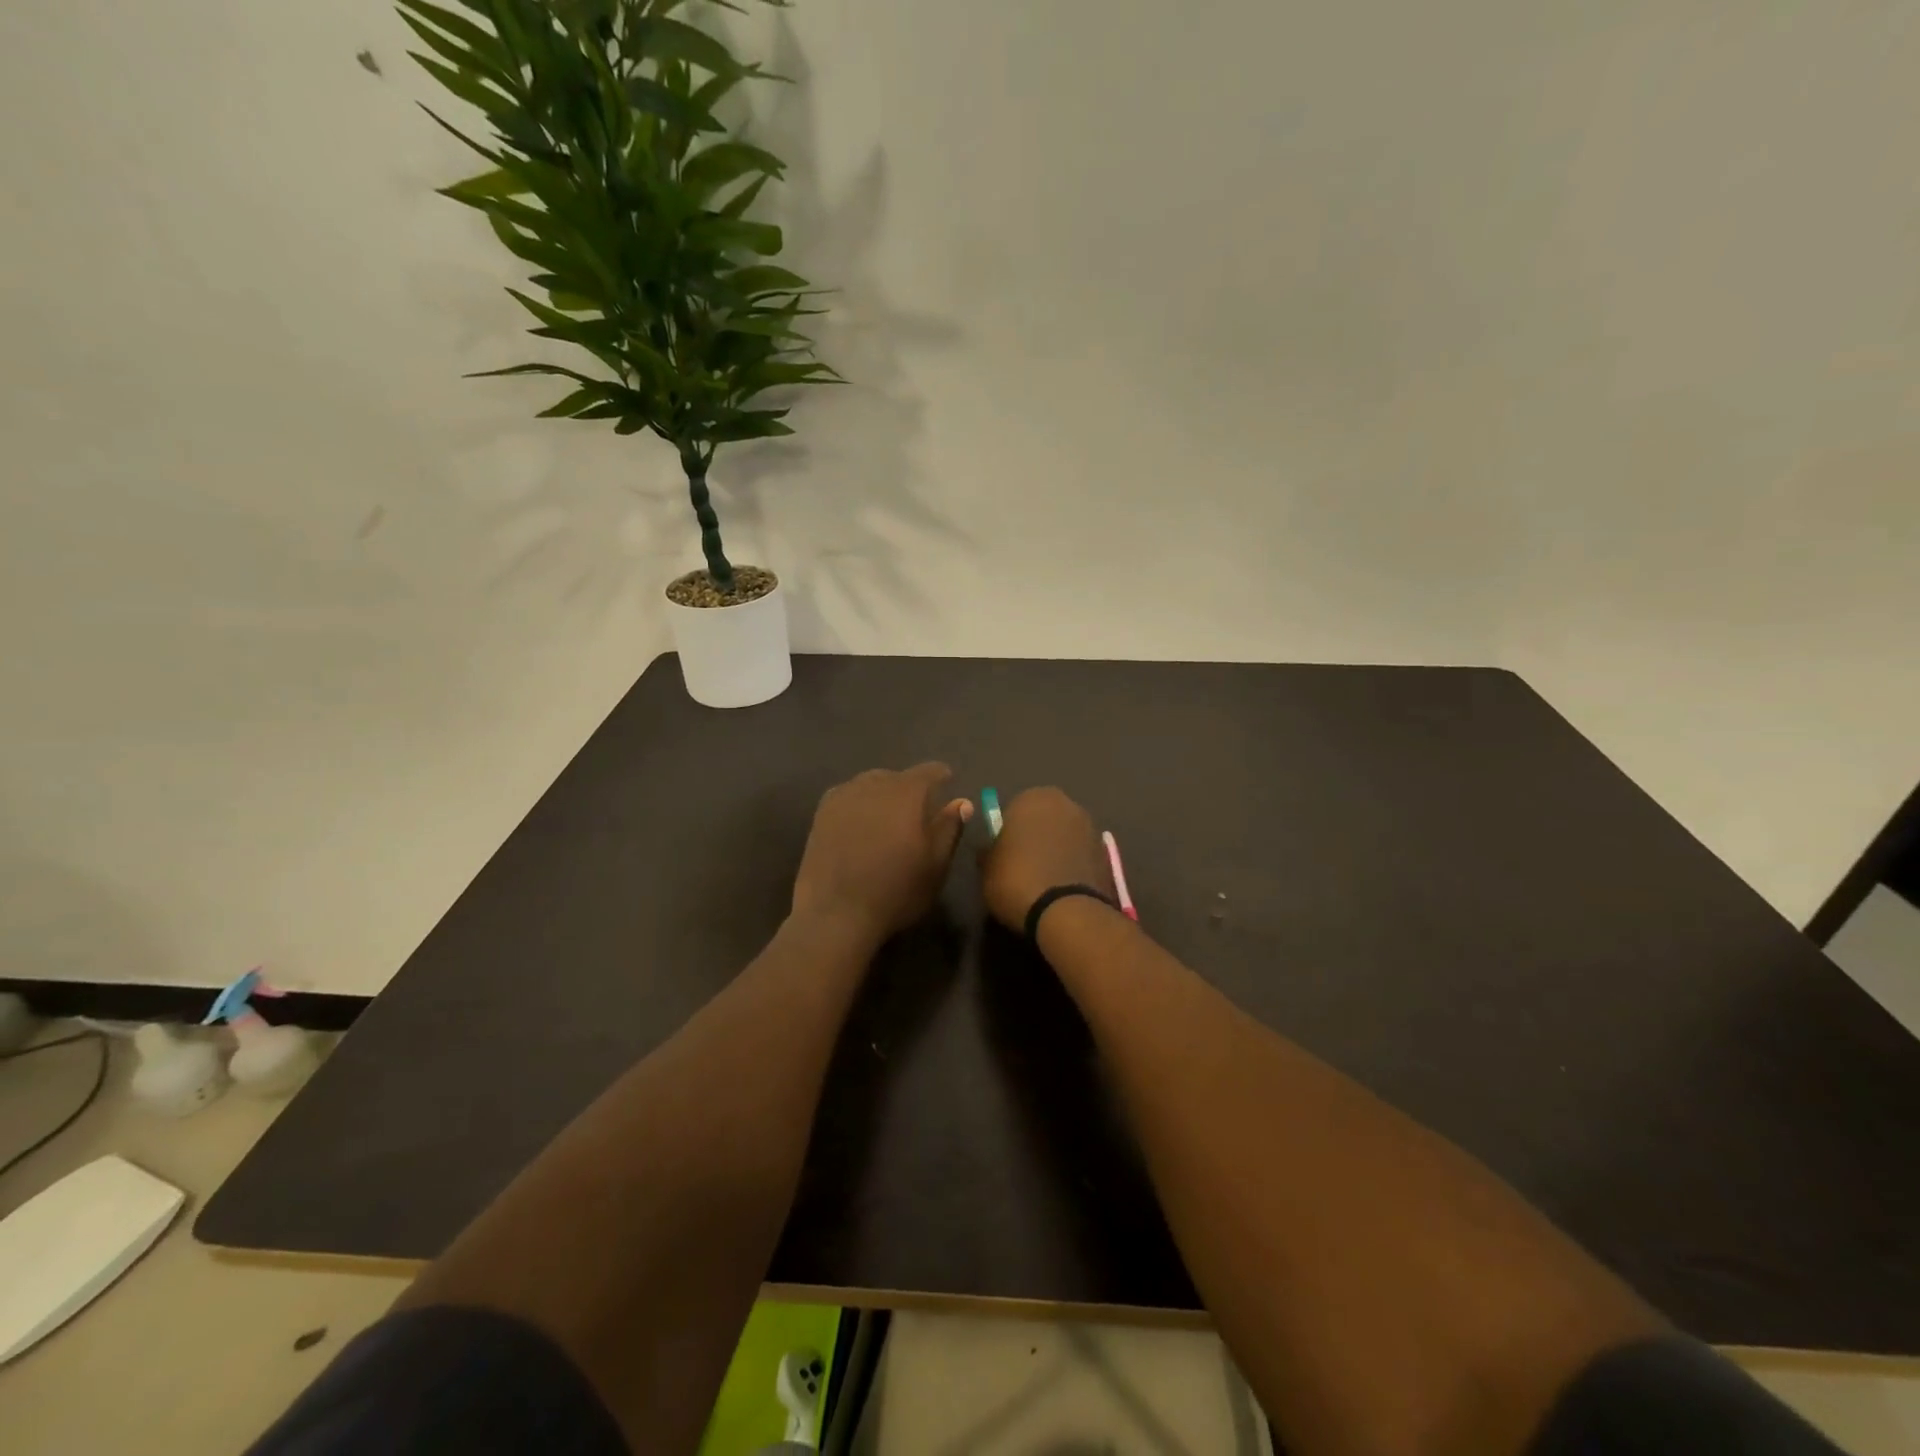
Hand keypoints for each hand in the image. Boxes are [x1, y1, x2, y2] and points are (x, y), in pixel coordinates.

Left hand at [792, 763, 973, 942]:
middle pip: (898, 777)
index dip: (942, 778)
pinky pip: (848, 797)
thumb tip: (962, 802)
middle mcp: (874, 783)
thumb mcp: (935, 865)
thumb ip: (949, 828)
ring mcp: (843, 795)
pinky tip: (860, 827)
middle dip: (910, 790)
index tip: (947, 790)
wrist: (835, 913)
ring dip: (883, 797)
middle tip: (917, 816)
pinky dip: (859, 806)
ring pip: (871, 785)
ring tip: (887, 822)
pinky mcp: (822, 812)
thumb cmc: (896, 891)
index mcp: (907, 792)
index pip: (930, 771)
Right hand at [980, 787, 1113, 931]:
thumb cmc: (1016, 880)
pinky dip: (1073, 866)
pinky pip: (1081, 856)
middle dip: (1036, 837)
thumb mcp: (987, 869)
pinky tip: (1063, 888)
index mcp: (1032, 798)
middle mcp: (1066, 804)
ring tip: (1045, 881)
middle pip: (1044, 819)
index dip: (1008, 834)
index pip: (1014, 810)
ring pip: (1065, 836)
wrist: (1066, 912)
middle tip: (1023, 866)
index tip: (1004, 856)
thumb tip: (993, 849)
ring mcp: (1091, 828)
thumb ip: (990, 851)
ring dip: (1057, 850)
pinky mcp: (1106, 854)